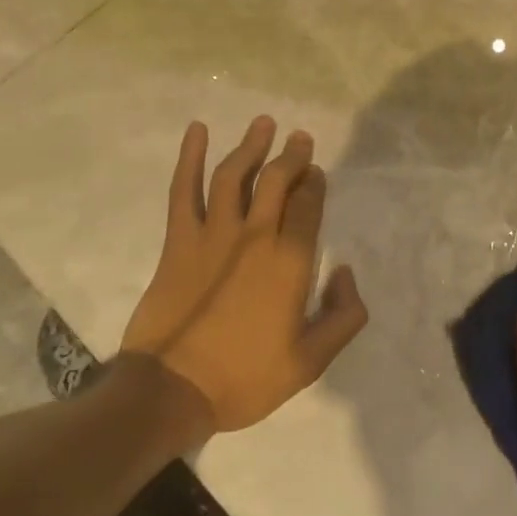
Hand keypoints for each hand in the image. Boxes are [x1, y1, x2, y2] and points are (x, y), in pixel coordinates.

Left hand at [122, 116, 368, 431]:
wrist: (171, 392)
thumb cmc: (244, 378)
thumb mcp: (310, 362)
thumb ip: (343, 316)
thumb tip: (345, 272)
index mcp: (290, 261)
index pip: (308, 204)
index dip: (314, 183)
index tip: (316, 172)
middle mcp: (256, 235)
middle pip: (277, 180)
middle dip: (292, 155)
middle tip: (300, 138)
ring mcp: (214, 233)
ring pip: (235, 175)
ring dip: (251, 146)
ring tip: (264, 123)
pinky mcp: (179, 240)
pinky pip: (184, 190)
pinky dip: (190, 158)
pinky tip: (198, 131)